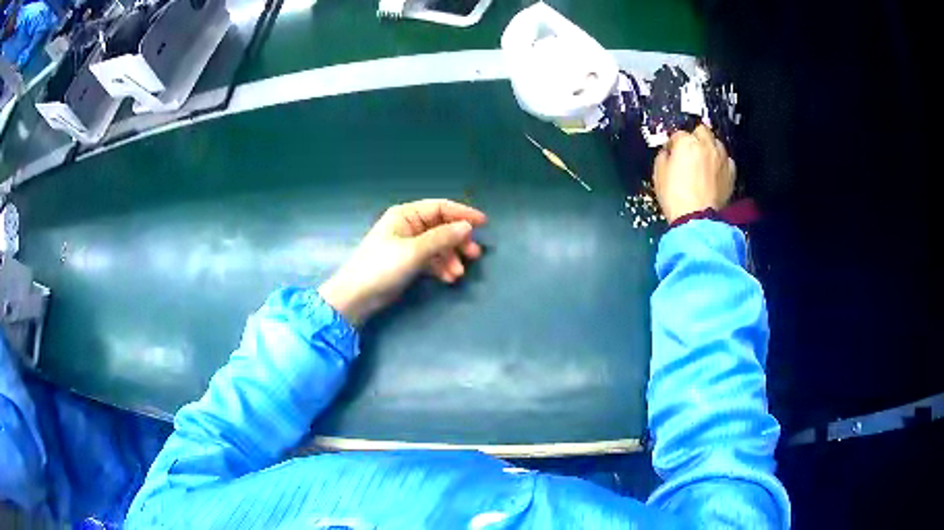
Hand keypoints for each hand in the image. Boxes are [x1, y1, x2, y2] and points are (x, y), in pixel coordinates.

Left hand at [318, 199, 487, 325]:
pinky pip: (431, 259)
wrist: (357, 296)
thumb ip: (442, 238)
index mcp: (406, 215)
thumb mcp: (414, 251)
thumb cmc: (382, 267)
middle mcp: (408, 226)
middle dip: (458, 240)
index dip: (462, 213)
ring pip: (438, 245)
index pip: (440, 208)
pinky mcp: (408, 262)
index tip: (483, 224)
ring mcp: (408, 245)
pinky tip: (448, 278)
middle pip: (441, 227)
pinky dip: (441, 267)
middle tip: (474, 255)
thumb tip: (467, 227)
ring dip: (450, 257)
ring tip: (458, 273)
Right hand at [653, 125, 734, 222]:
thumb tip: (669, 152)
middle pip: (701, 130)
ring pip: (716, 142)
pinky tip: (715, 171)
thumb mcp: (658, 173)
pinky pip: (726, 160)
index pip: (678, 134)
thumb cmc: (674, 196)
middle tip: (690, 150)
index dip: (673, 143)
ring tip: (704, 160)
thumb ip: (664, 155)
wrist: (696, 218)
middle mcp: (706, 145)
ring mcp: (721, 158)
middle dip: (695, 137)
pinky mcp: (731, 172)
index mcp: (687, 142)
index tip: (671, 152)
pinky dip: (721, 162)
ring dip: (710, 147)